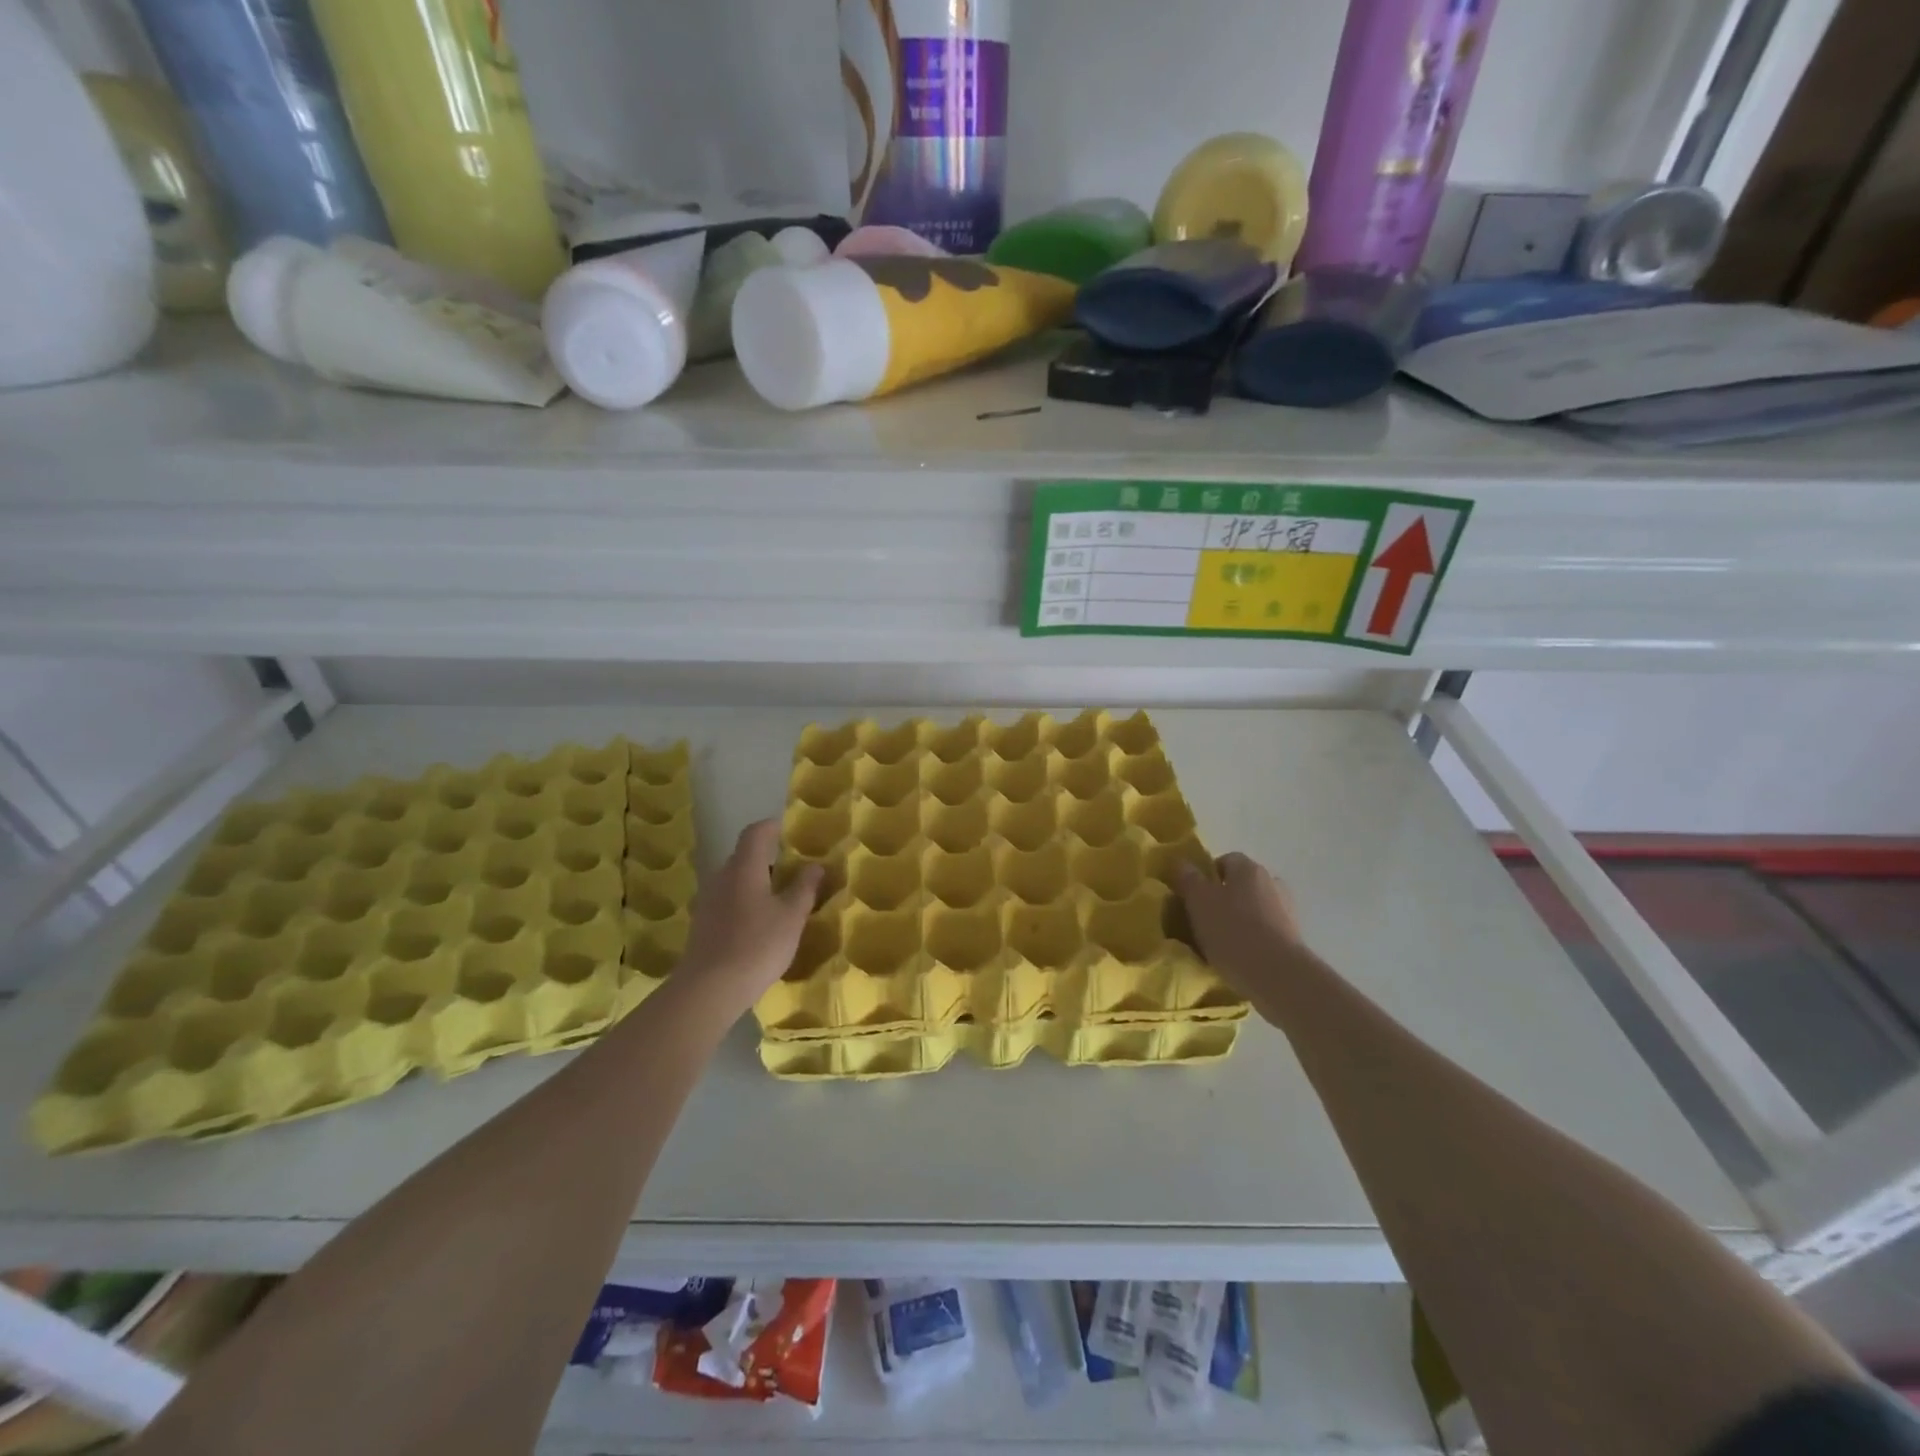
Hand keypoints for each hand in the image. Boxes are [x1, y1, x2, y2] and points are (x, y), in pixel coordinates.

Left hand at [678, 819, 822, 1012]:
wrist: (709, 989)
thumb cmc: (757, 945)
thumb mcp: (791, 916)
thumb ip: (804, 887)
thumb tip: (815, 865)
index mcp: (744, 867)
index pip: (755, 833)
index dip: (772, 827)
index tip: (791, 831)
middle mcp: (721, 877)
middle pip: (744, 856)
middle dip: (769, 859)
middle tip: (794, 870)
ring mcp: (708, 901)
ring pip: (735, 880)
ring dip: (757, 883)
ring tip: (781, 899)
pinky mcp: (702, 924)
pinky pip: (728, 900)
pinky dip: (745, 902)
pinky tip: (760, 924)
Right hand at [1177, 853, 1305, 1002]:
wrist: (1277, 976)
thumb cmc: (1232, 931)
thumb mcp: (1198, 901)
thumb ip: (1188, 878)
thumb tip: (1181, 862)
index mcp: (1249, 868)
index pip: (1225, 860)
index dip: (1207, 876)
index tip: (1194, 897)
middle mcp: (1272, 882)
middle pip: (1241, 885)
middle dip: (1224, 898)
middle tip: (1204, 920)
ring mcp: (1287, 910)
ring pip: (1254, 908)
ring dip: (1240, 920)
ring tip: (1221, 943)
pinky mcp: (1294, 938)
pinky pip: (1266, 931)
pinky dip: (1254, 939)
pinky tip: (1240, 957)